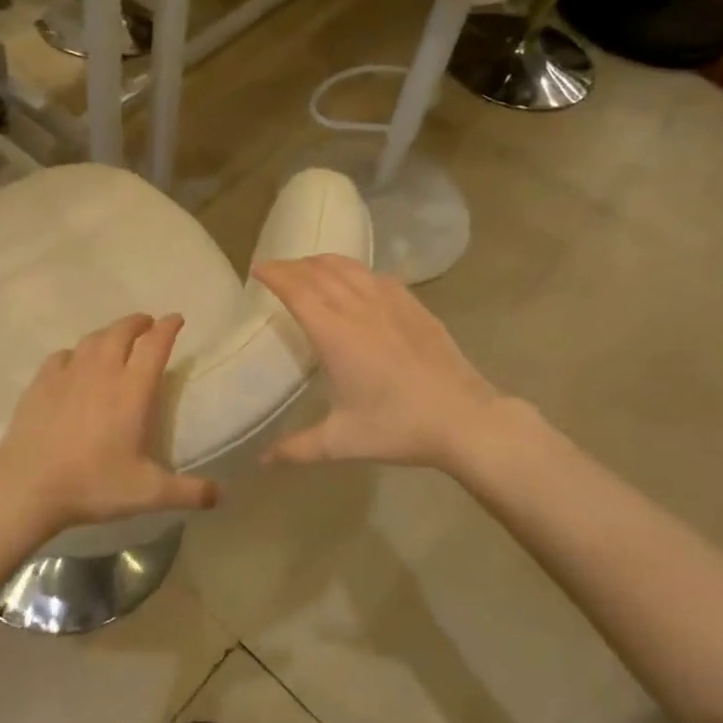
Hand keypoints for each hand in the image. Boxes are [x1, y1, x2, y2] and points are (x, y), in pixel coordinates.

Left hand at [0, 314, 217, 538]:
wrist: (28, 486)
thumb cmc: (93, 485)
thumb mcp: (148, 494)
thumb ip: (188, 492)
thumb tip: (221, 495)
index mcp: (132, 390)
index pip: (155, 345)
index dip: (168, 327)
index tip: (176, 319)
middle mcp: (102, 371)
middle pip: (122, 331)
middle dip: (138, 322)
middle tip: (147, 324)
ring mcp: (68, 373)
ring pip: (92, 339)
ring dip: (109, 332)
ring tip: (116, 338)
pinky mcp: (41, 382)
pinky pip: (63, 355)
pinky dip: (76, 353)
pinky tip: (75, 362)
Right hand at [253, 255, 501, 471]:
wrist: (465, 419)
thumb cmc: (399, 427)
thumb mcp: (342, 441)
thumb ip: (298, 448)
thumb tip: (263, 460)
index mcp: (335, 334)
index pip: (297, 290)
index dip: (274, 274)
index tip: (257, 268)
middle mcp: (359, 308)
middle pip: (319, 272)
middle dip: (293, 265)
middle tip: (276, 269)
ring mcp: (391, 303)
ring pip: (350, 267)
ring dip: (323, 262)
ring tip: (309, 267)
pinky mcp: (415, 307)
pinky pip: (378, 276)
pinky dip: (356, 271)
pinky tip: (357, 280)